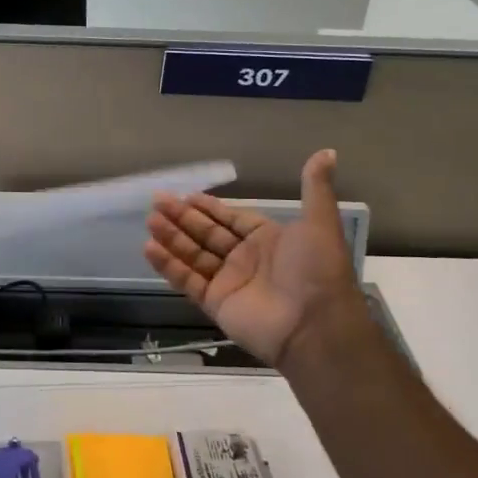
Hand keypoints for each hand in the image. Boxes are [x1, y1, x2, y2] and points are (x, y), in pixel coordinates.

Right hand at [144, 149, 372, 371]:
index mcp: (268, 239)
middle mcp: (246, 259)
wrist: (315, 326)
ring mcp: (229, 282)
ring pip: (194, 255)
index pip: (231, 219)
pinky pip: (188, 280)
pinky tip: (150, 248)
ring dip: (172, 238)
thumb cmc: (316, 270)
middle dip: (183, 218)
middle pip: (207, 234)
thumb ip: (315, 188)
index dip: (209, 207)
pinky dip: (169, 265)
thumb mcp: (319, 223)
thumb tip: (328, 152)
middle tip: (157, 201)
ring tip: (150, 220)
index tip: (185, 195)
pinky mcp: (215, 303)